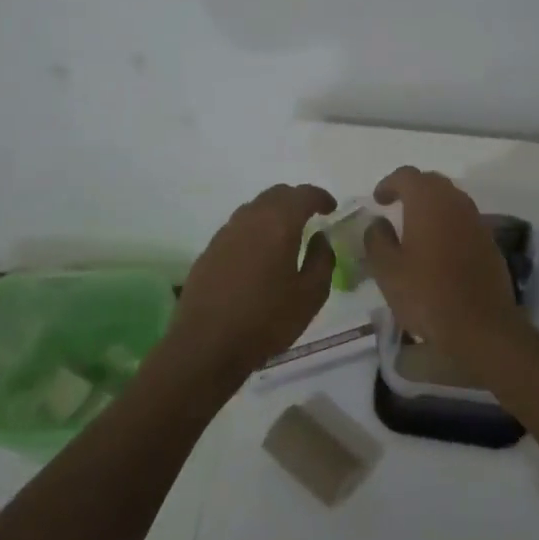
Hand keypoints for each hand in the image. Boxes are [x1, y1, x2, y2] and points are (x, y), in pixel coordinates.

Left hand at [167, 183, 337, 383]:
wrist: (206, 345)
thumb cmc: (266, 320)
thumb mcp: (310, 295)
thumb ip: (322, 260)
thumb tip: (320, 238)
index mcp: (279, 224)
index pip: (303, 194)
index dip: (321, 197)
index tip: (331, 209)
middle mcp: (250, 219)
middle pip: (276, 194)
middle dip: (296, 200)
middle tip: (311, 216)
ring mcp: (225, 233)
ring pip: (254, 208)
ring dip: (273, 213)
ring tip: (285, 235)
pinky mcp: (209, 250)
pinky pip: (238, 228)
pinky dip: (254, 230)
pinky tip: (259, 254)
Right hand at [364, 167, 530, 378]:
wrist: (481, 325)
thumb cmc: (426, 294)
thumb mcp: (387, 270)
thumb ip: (377, 240)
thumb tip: (378, 223)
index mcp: (428, 201)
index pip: (406, 175)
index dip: (389, 184)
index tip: (378, 200)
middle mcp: (455, 202)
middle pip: (431, 182)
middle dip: (412, 190)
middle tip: (396, 207)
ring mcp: (476, 220)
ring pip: (451, 200)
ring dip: (432, 206)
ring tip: (415, 227)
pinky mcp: (489, 241)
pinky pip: (464, 220)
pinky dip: (448, 224)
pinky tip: (439, 248)